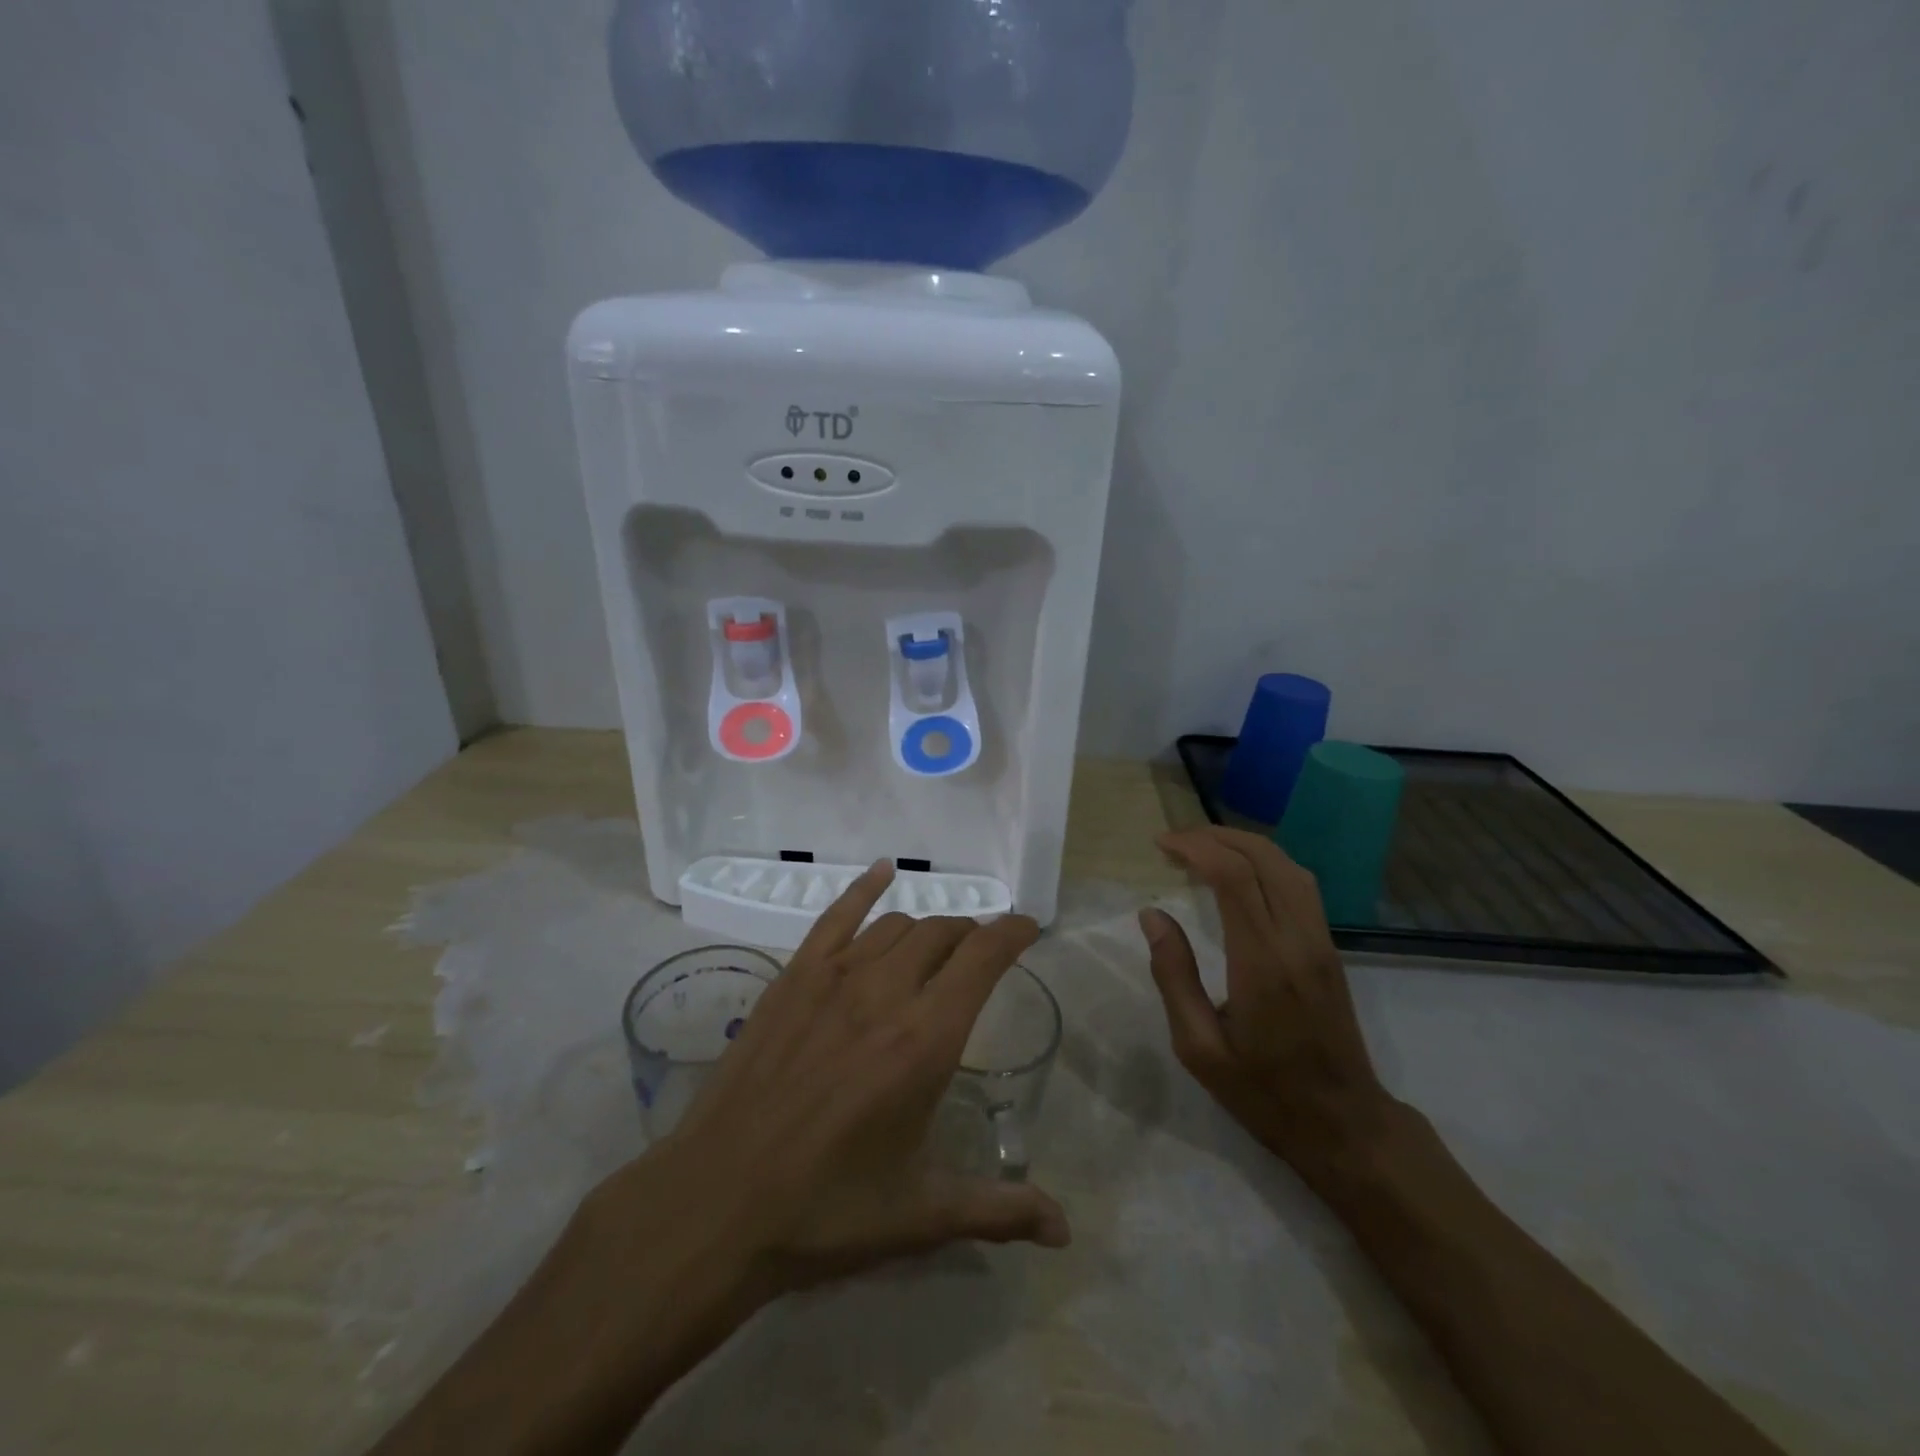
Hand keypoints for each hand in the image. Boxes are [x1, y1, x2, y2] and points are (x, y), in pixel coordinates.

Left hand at [595, 861, 1069, 1307]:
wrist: (716, 1202)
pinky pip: (835, 916)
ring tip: (937, 944)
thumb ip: (998, 1209)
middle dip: (971, 935)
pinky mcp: (792, 978)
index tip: (1029, 928)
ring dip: (927, 928)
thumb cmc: (826, 1209)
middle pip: (942, 933)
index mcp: (924, 1040)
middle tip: (981, 954)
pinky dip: (864, 888)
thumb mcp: (921, 1213)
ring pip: (896, 925)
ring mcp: (832, 977)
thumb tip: (1065, 1230)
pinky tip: (883, 872)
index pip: (982, 958)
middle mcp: (884, 992)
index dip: (1012, 933)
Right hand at [1142, 827, 1396, 1186]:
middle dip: (1215, 837)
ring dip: (1243, 844)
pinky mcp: (1330, 948)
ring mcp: (1320, 941)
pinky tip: (1241, 871)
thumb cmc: (1263, 1091)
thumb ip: (1174, 976)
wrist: (1344, 1125)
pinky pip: (1300, 885)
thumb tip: (1152, 915)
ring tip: (1202, 847)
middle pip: (1262, 858)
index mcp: (1262, 962)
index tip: (1161, 844)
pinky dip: (1266, 862)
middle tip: (1174, 841)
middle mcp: (1297, 940)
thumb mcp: (1199, 1047)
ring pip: (1287, 865)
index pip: (1233, 876)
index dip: (1195, 848)